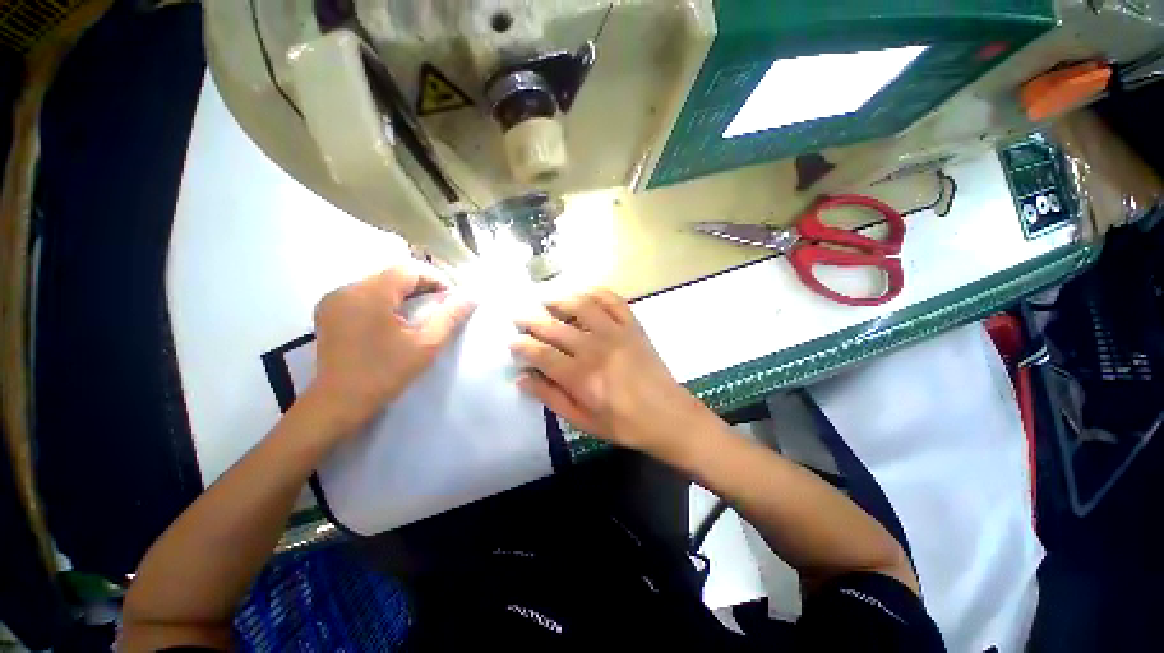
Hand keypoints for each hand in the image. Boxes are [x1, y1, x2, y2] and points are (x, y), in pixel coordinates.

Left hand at [307, 264, 474, 434]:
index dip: (435, 279)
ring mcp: (333, 299)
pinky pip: (363, 294)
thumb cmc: (385, 373)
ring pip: (378, 283)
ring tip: (421, 313)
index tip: (451, 299)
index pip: (409, 270)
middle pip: (393, 275)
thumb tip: (471, 296)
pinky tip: (394, 319)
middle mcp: (347, 289)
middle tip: (441, 306)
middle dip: (421, 286)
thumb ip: (450, 316)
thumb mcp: (426, 345)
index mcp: (370, 294)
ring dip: (404, 293)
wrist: (338, 404)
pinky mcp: (328, 311)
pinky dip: (385, 300)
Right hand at [511, 288, 710, 454]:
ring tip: (546, 300)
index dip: (522, 346)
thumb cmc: (623, 424)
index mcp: (581, 376)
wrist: (668, 415)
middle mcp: (595, 348)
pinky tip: (583, 293)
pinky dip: (596, 292)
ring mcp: (616, 333)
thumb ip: (551, 397)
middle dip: (532, 321)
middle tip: (519, 317)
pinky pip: (613, 301)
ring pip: (581, 306)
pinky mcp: (633, 326)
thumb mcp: (582, 420)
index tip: (512, 342)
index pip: (541, 353)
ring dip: (560, 299)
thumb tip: (521, 378)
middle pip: (555, 327)